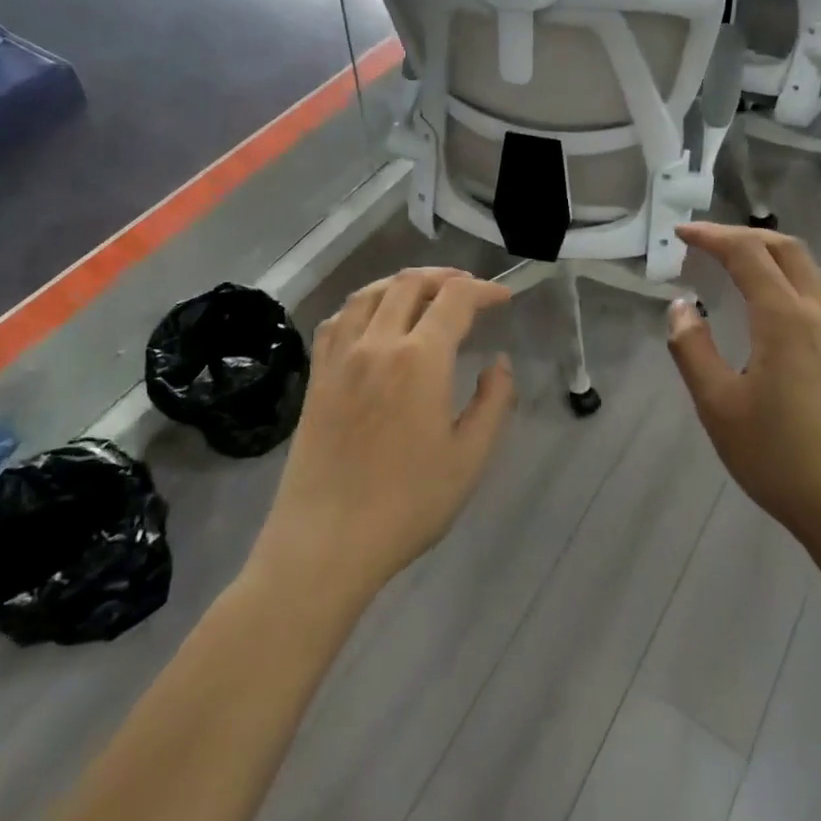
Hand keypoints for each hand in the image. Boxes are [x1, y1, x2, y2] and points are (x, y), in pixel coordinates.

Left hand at [256, 268, 515, 597]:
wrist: (325, 542)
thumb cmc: (407, 504)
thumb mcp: (469, 457)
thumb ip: (494, 401)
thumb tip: (500, 362)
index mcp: (419, 359)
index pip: (455, 300)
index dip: (484, 290)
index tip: (503, 298)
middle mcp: (377, 343)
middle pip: (410, 284)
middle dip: (445, 278)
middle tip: (469, 289)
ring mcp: (340, 357)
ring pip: (370, 293)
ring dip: (403, 283)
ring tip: (425, 292)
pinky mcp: (317, 376)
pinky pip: (338, 319)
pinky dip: (362, 304)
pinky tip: (372, 318)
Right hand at [666, 223, 820, 540]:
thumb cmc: (780, 457)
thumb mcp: (718, 406)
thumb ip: (693, 349)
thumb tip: (680, 307)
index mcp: (785, 317)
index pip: (747, 253)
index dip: (712, 236)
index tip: (681, 232)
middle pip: (786, 248)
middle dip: (745, 236)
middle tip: (707, 243)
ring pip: (810, 270)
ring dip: (771, 255)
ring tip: (737, 268)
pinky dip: (791, 279)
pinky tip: (774, 309)